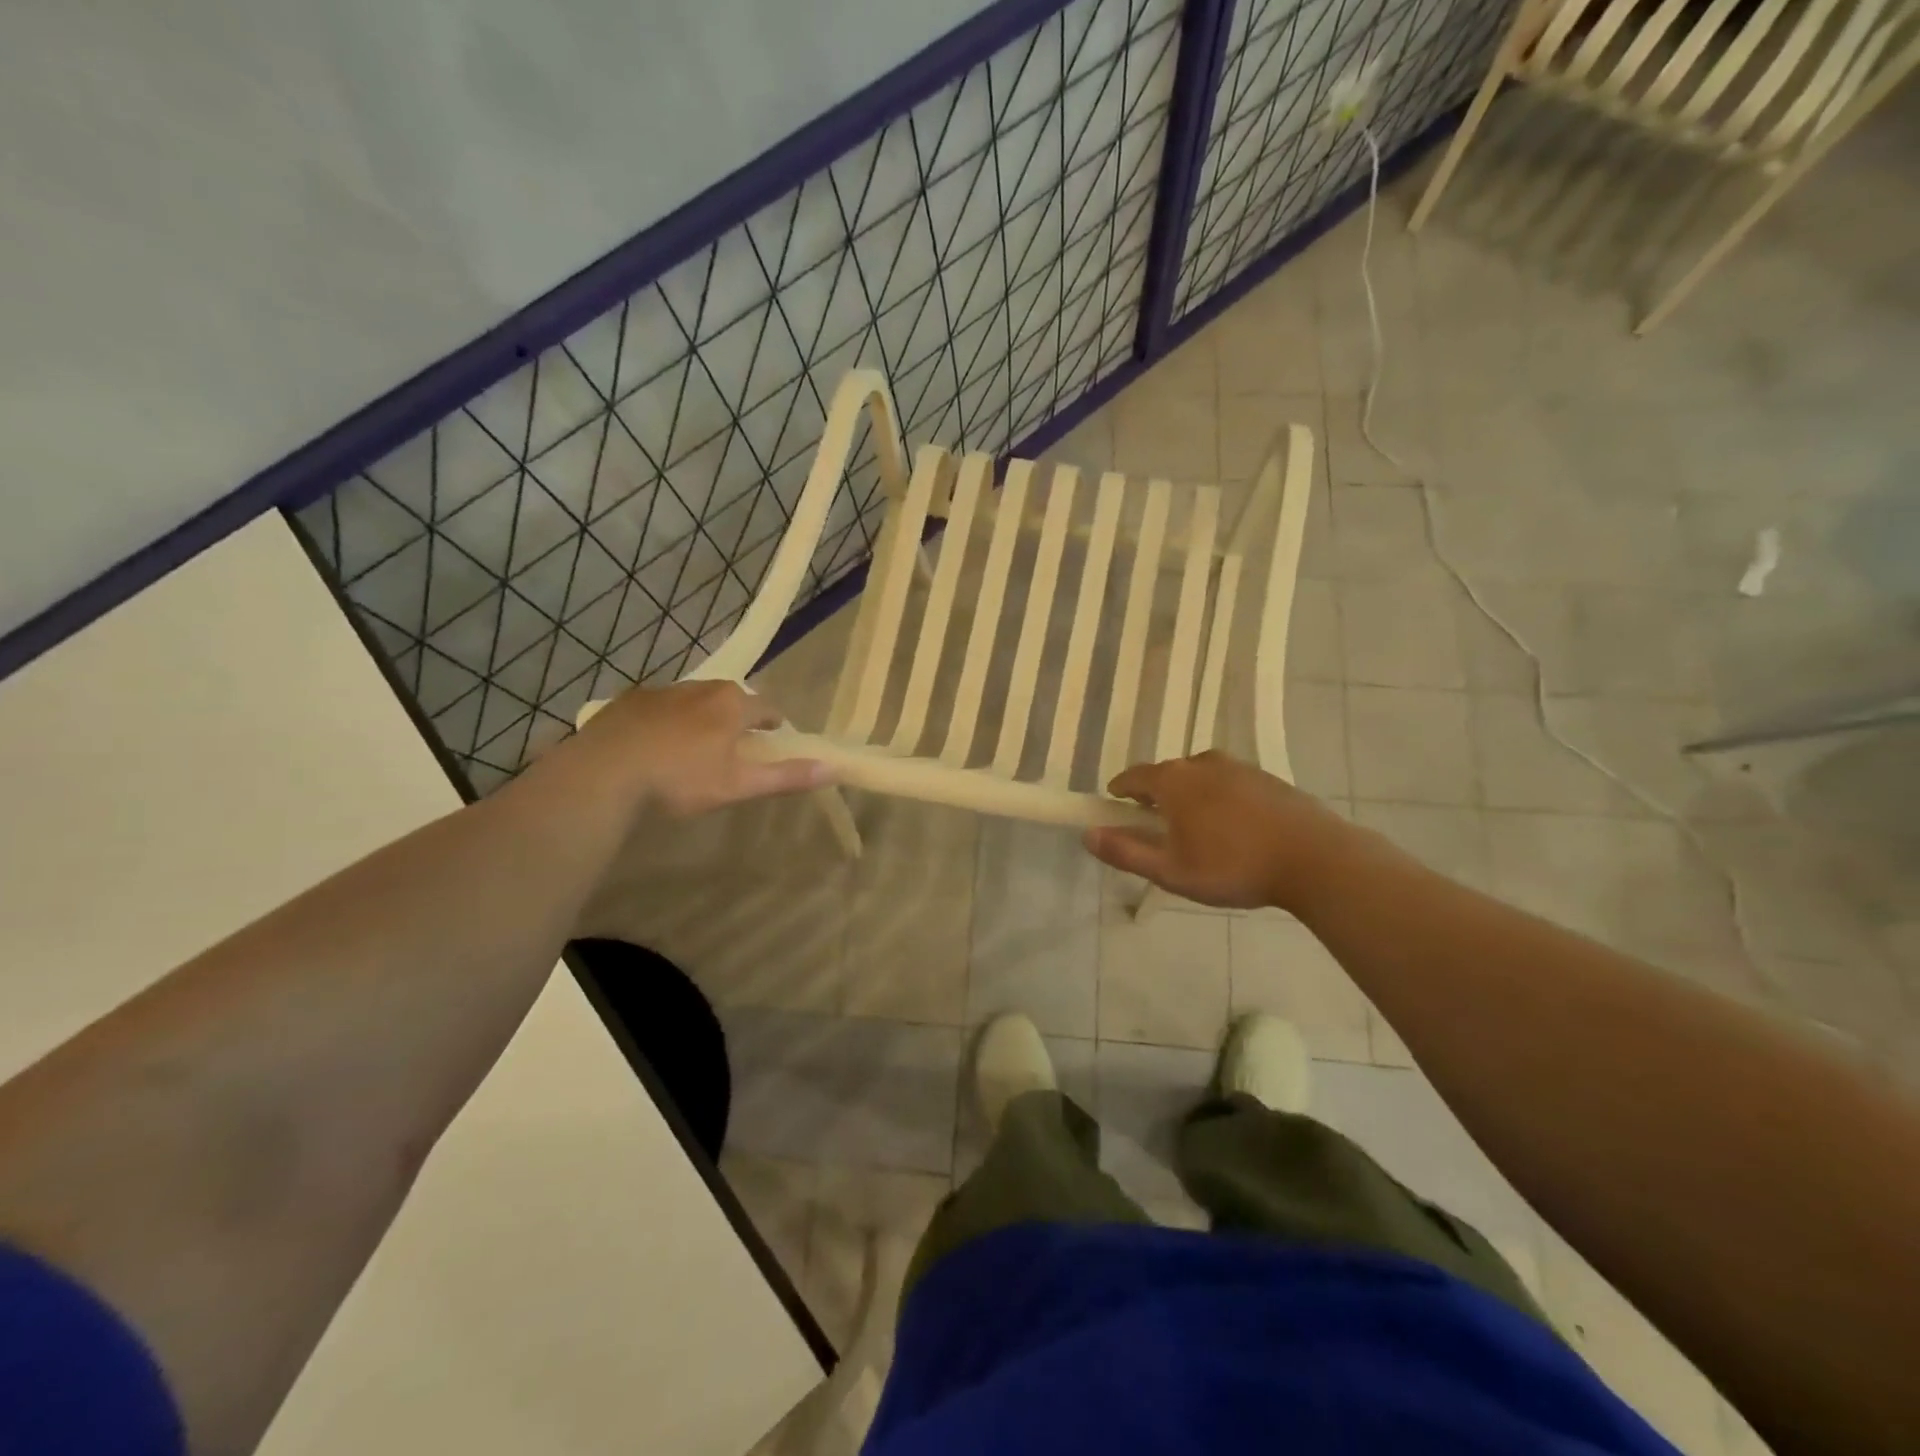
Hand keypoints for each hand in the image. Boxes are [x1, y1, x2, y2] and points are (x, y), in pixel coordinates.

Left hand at [560, 681, 830, 815]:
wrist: (604, 773)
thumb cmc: (680, 780)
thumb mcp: (738, 784)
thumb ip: (785, 776)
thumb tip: (832, 768)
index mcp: (732, 705)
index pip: (767, 708)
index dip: (774, 725)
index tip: (772, 741)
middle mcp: (701, 688)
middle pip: (731, 698)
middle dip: (737, 717)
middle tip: (733, 747)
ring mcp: (662, 690)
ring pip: (694, 700)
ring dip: (701, 717)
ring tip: (694, 747)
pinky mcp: (628, 700)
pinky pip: (659, 706)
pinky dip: (666, 720)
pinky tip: (655, 745)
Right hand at [1083, 751, 1357, 912]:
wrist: (1315, 858)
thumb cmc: (1233, 866)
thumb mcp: (1171, 871)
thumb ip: (1126, 852)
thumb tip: (1087, 835)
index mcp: (1173, 781)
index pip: (1133, 777)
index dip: (1119, 790)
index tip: (1114, 804)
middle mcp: (1202, 763)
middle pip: (1167, 774)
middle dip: (1155, 794)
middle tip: (1154, 823)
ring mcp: (1238, 767)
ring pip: (1200, 776)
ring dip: (1189, 795)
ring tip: (1194, 826)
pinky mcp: (1268, 778)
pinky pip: (1229, 782)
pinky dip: (1220, 797)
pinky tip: (1232, 826)